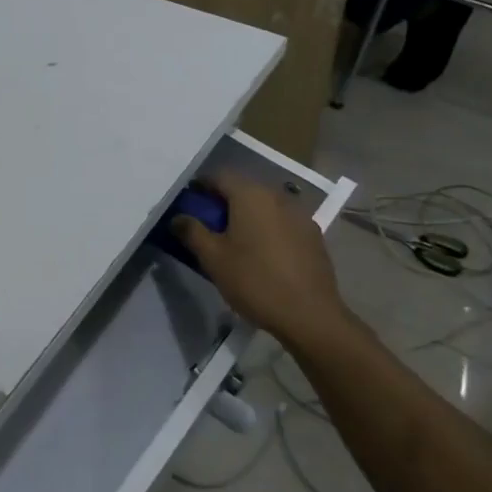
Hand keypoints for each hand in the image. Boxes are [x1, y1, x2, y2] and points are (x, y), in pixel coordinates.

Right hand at [170, 173, 356, 352]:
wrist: (310, 315)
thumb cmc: (254, 281)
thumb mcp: (213, 258)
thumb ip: (192, 231)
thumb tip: (177, 217)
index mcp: (250, 195)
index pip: (220, 176)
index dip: (201, 186)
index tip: (189, 203)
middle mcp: (277, 196)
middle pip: (244, 188)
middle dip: (224, 201)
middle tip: (209, 223)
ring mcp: (300, 215)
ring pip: (265, 205)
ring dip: (248, 214)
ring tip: (236, 240)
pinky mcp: (314, 235)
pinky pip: (283, 221)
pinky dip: (268, 228)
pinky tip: (263, 253)